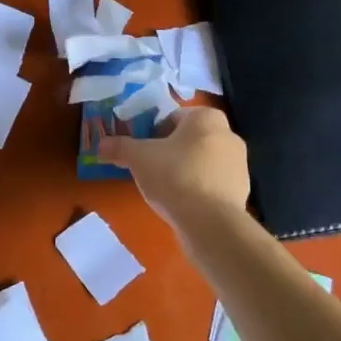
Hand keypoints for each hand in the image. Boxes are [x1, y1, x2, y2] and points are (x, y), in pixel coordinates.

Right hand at [101, 107, 250, 230]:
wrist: (210, 222)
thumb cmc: (175, 176)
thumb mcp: (138, 158)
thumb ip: (119, 147)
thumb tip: (99, 145)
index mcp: (206, 118)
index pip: (172, 117)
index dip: (152, 132)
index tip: (140, 150)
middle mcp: (228, 134)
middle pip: (188, 139)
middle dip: (169, 151)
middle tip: (149, 168)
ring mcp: (239, 164)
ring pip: (201, 161)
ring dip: (184, 170)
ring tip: (164, 189)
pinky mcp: (241, 190)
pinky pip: (211, 183)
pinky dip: (197, 189)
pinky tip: (182, 203)